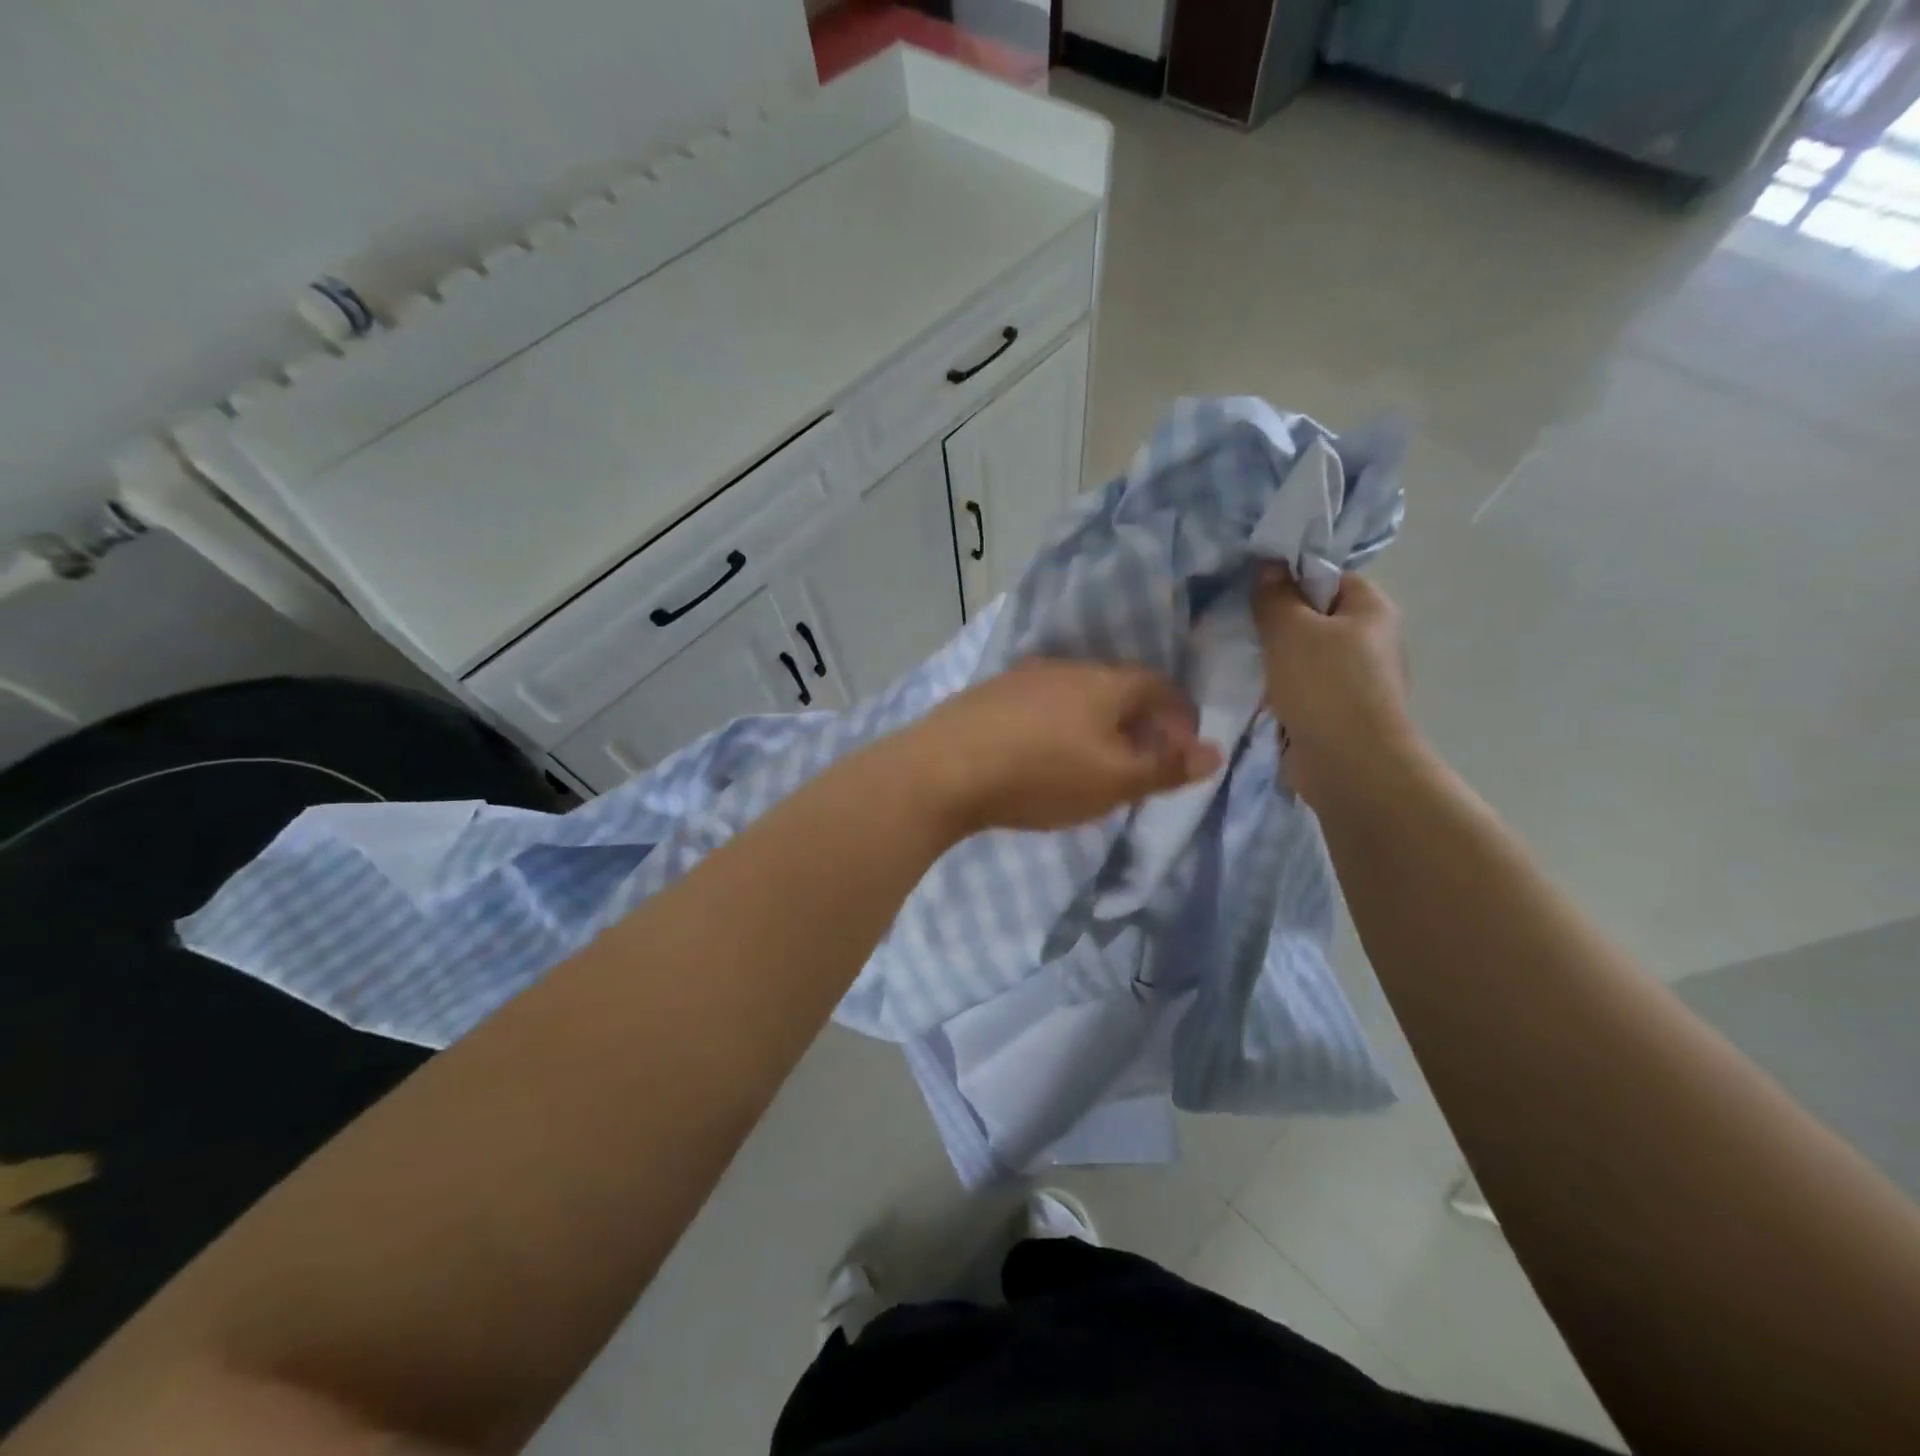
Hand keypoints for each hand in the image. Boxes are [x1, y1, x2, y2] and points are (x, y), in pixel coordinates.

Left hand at [905, 659, 1221, 835]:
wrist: (943, 768)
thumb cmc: (1041, 774)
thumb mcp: (1113, 782)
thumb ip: (1166, 767)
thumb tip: (1216, 752)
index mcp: (1104, 682)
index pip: (1158, 686)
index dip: (1179, 716)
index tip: (1184, 749)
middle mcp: (1065, 667)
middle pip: (1116, 687)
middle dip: (1137, 721)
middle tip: (1141, 760)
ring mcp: (1021, 677)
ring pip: (1075, 695)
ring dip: (1095, 723)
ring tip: (1093, 760)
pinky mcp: (987, 695)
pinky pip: (1039, 705)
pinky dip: (1056, 725)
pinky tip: (1041, 753)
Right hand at [1251, 566, 1415, 806]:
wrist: (1348, 764)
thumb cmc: (1325, 685)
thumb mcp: (1291, 629)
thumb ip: (1275, 596)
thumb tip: (1268, 566)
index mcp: (1371, 609)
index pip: (1329, 577)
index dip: (1291, 578)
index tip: (1252, 589)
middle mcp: (1369, 640)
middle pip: (1314, 617)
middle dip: (1276, 622)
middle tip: (1238, 623)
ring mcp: (1354, 680)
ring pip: (1303, 656)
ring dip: (1273, 660)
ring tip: (1238, 657)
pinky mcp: (1335, 713)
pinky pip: (1299, 689)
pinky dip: (1277, 690)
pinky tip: (1250, 692)